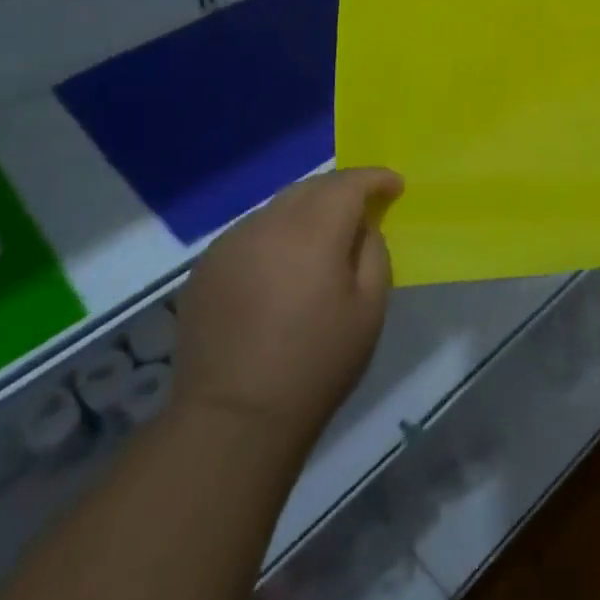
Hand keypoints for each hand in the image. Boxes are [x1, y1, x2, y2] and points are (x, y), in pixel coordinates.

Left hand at [172, 168, 401, 452]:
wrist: (233, 420)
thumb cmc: (315, 365)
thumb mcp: (369, 309)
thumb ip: (373, 252)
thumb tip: (362, 227)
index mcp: (312, 232)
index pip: (348, 183)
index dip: (375, 178)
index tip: (395, 187)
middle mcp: (267, 224)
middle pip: (312, 186)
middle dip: (342, 190)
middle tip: (363, 209)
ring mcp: (229, 244)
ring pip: (278, 207)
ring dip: (306, 212)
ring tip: (321, 240)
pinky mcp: (205, 267)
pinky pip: (251, 233)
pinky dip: (275, 235)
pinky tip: (281, 266)